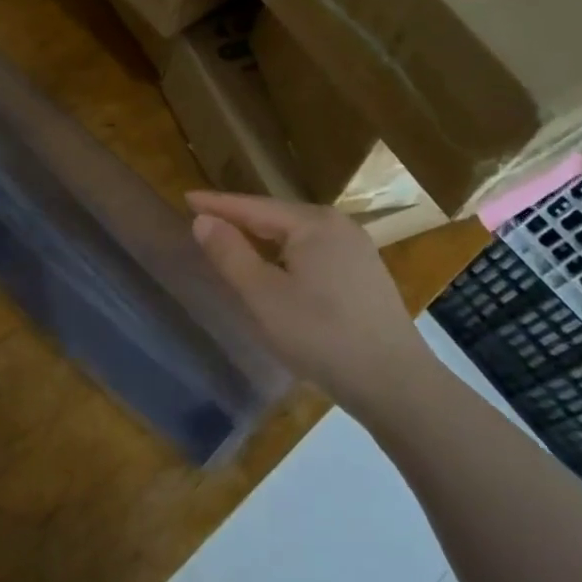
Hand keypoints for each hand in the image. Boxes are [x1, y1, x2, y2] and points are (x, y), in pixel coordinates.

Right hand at [188, 191, 429, 409]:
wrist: (396, 384)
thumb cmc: (321, 335)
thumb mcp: (264, 296)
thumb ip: (230, 254)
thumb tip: (203, 220)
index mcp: (313, 223)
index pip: (253, 207)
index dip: (217, 204)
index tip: (185, 197)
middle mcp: (338, 226)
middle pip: (277, 217)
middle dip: (240, 219)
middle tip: (205, 220)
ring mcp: (357, 250)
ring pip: (297, 237)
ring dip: (263, 239)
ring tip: (233, 242)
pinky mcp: (366, 275)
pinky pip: (314, 253)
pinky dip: (286, 256)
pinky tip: (277, 271)